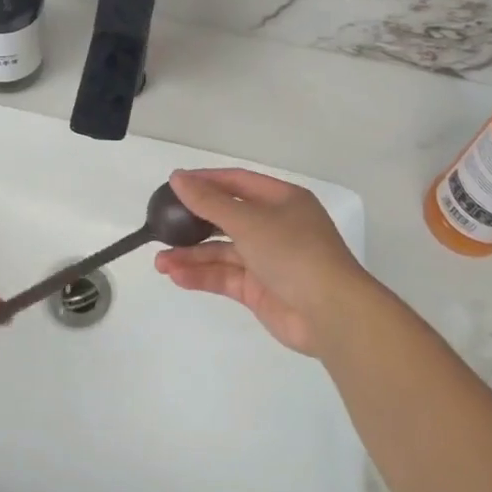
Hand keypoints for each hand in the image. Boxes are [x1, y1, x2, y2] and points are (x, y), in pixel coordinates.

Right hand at [154, 168, 373, 355]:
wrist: (332, 314)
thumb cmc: (294, 252)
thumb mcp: (249, 221)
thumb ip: (210, 202)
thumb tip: (178, 177)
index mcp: (282, 200)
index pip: (237, 183)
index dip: (206, 182)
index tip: (174, 185)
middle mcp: (275, 226)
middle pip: (227, 218)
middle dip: (194, 224)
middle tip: (162, 226)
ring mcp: (268, 259)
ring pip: (223, 252)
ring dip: (192, 255)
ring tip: (160, 262)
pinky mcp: (260, 290)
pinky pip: (226, 277)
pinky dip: (203, 276)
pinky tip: (178, 277)